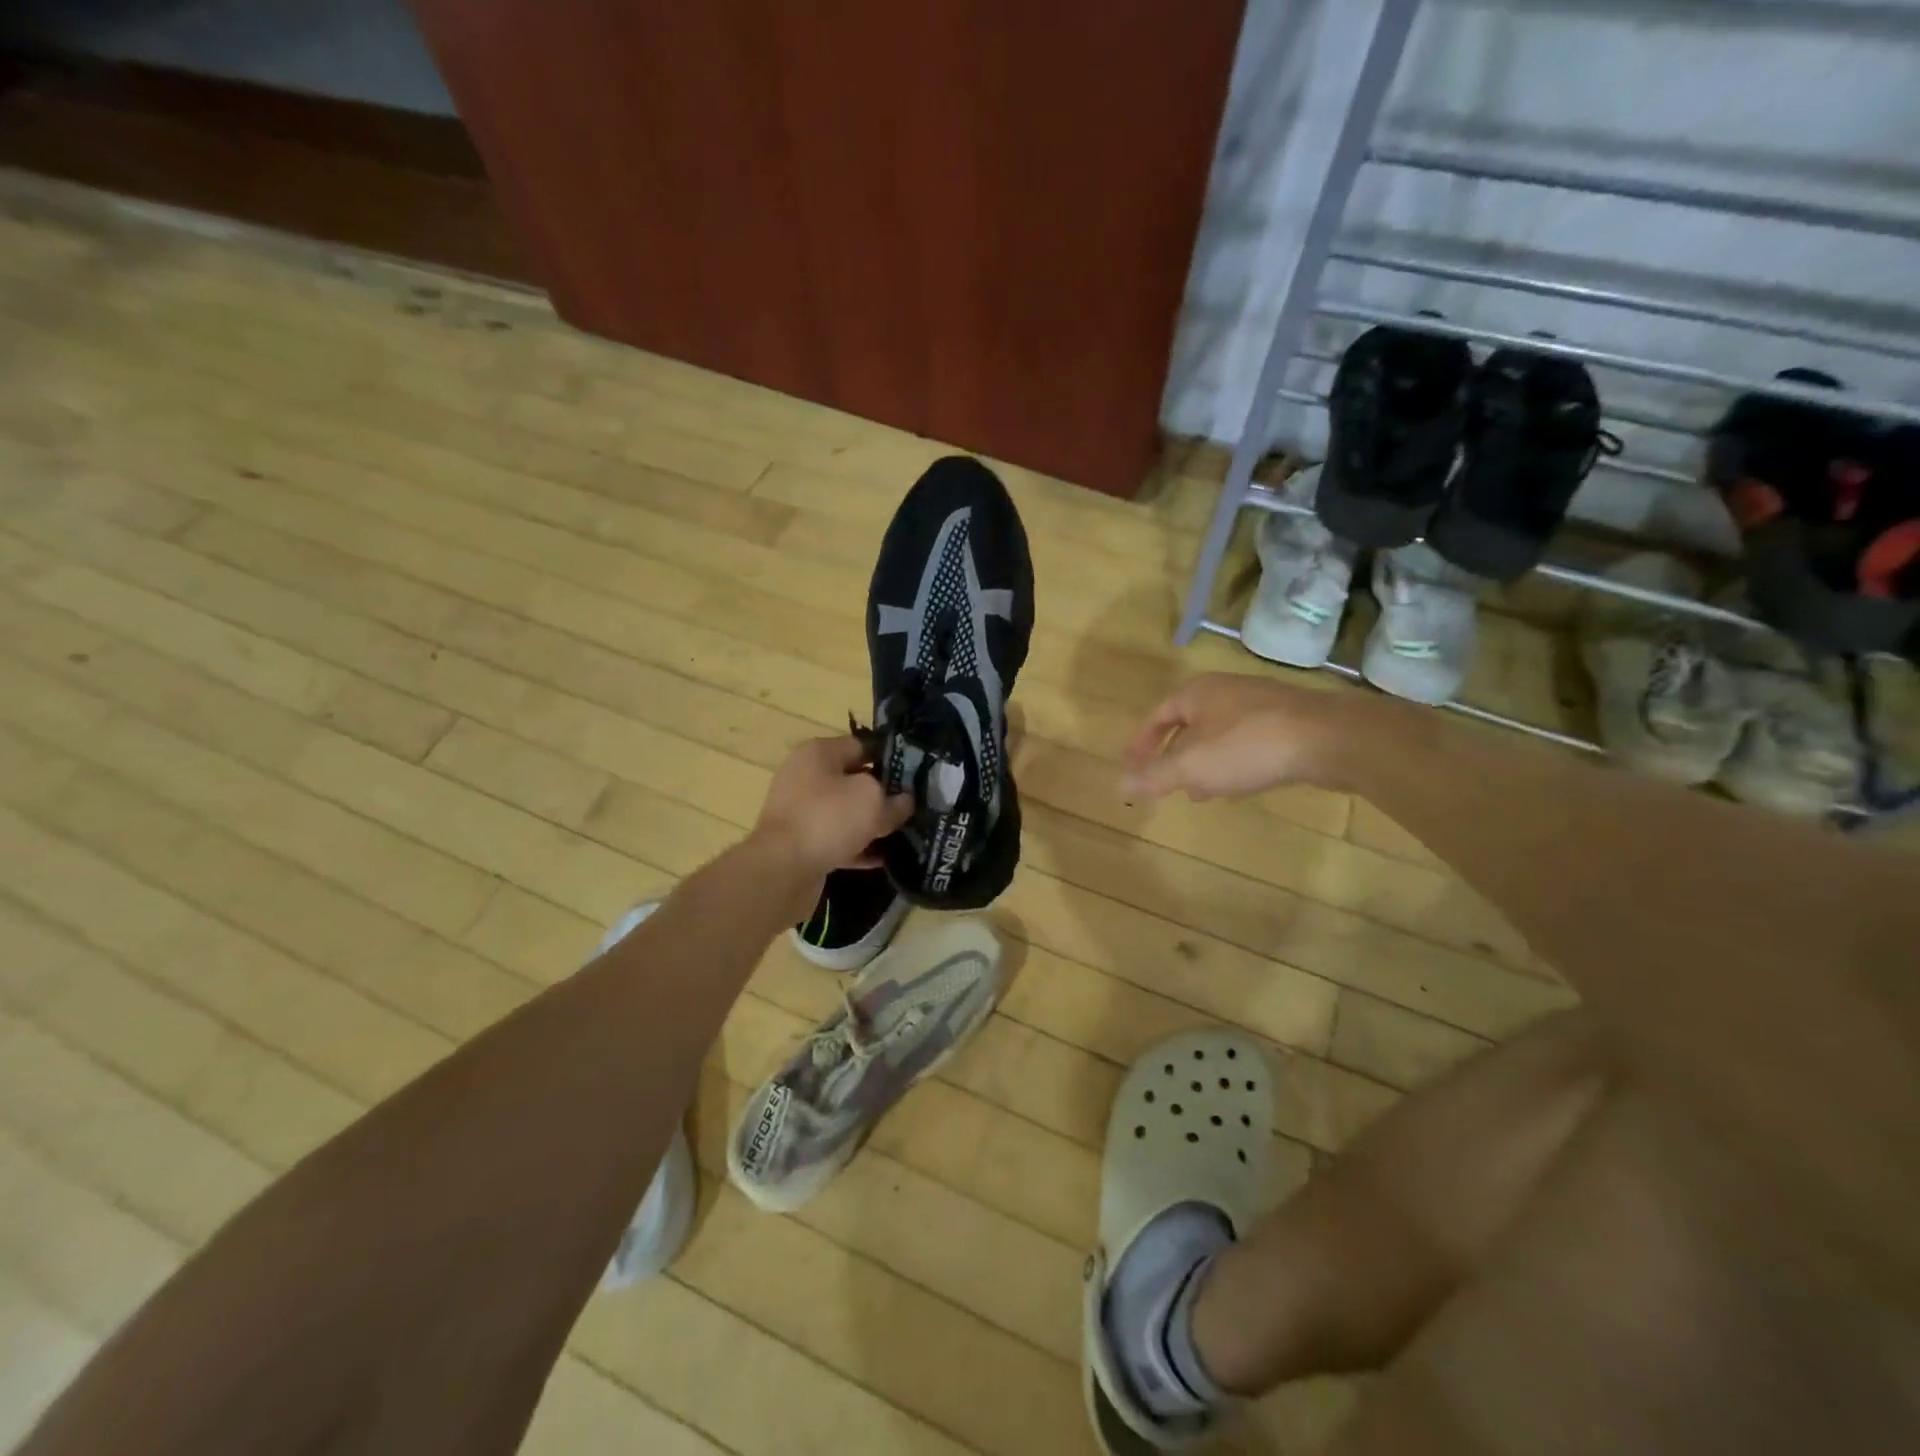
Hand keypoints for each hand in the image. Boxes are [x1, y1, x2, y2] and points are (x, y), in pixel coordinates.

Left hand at [752, 734, 913, 878]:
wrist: (781, 869)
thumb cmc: (828, 819)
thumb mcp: (873, 801)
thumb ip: (894, 800)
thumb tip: (905, 802)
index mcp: (819, 753)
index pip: (863, 745)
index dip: (891, 759)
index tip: (915, 776)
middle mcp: (805, 776)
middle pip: (853, 780)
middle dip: (882, 794)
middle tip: (912, 807)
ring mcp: (800, 810)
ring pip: (844, 812)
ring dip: (870, 823)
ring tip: (901, 834)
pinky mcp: (799, 842)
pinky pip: (835, 839)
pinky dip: (856, 847)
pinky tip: (882, 858)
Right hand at [1121, 674, 1347, 801]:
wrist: (1329, 738)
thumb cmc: (1248, 745)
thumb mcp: (1192, 766)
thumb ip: (1154, 776)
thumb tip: (1119, 785)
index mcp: (1196, 693)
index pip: (1157, 716)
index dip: (1141, 742)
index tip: (1131, 765)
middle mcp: (1225, 691)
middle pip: (1187, 724)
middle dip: (1173, 755)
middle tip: (1163, 781)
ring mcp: (1259, 704)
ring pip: (1218, 735)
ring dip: (1203, 762)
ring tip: (1198, 791)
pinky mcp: (1287, 722)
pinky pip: (1245, 742)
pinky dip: (1231, 762)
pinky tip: (1238, 784)